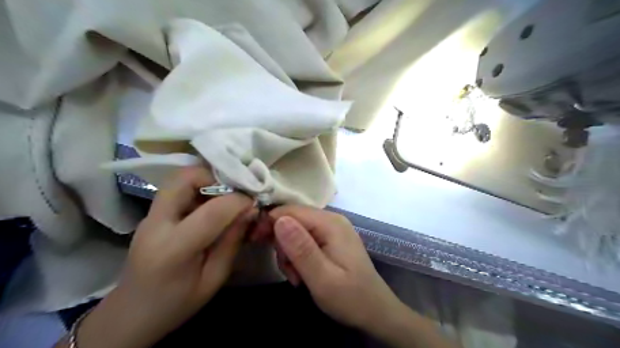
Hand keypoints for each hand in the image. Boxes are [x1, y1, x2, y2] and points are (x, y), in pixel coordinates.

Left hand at [71, 166, 255, 347]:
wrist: (131, 314)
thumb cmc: (176, 303)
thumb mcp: (214, 279)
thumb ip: (232, 242)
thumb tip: (250, 210)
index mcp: (174, 249)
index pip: (212, 211)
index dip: (238, 201)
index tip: (254, 203)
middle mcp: (156, 224)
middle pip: (183, 179)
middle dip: (215, 176)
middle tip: (235, 190)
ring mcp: (150, 217)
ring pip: (178, 178)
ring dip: (206, 179)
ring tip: (225, 195)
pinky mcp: (151, 214)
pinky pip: (176, 189)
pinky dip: (198, 187)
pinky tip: (211, 204)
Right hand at [270, 207, 404, 331]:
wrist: (375, 311)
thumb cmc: (350, 297)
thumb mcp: (322, 278)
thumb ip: (301, 248)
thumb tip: (279, 219)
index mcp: (330, 223)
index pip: (291, 211)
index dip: (270, 222)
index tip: (255, 241)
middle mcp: (331, 220)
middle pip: (293, 219)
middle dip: (282, 243)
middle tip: (287, 270)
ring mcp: (332, 229)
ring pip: (296, 231)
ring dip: (289, 253)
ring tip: (297, 277)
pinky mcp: (331, 240)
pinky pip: (305, 239)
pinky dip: (298, 256)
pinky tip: (303, 274)